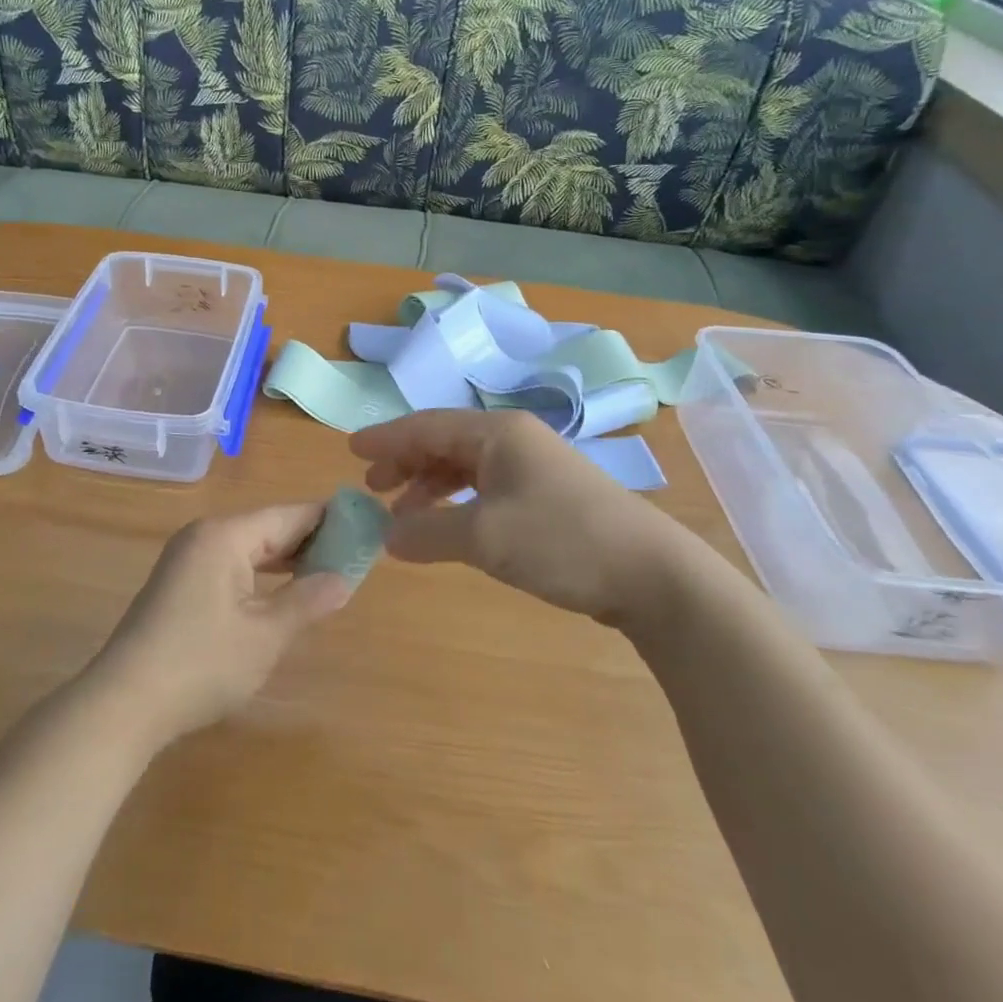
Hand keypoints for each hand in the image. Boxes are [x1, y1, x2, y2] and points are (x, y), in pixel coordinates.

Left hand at [87, 505, 353, 745]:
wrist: (124, 703)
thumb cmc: (202, 664)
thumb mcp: (265, 636)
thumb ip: (307, 601)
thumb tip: (343, 579)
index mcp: (225, 535)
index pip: (289, 514)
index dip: (329, 520)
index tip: (366, 526)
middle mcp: (204, 535)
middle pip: (268, 527)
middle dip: (310, 541)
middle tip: (354, 556)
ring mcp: (187, 558)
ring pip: (250, 547)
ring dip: (286, 559)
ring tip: (328, 572)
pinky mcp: (179, 583)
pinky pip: (231, 564)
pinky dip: (260, 574)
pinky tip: (282, 591)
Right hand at [351, 409, 709, 628]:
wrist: (652, 575)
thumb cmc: (561, 540)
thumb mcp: (483, 537)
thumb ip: (425, 531)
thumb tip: (386, 535)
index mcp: (497, 432)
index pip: (426, 425)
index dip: (386, 437)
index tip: (350, 450)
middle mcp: (513, 440)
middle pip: (444, 442)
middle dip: (405, 462)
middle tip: (372, 487)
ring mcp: (533, 468)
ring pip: (464, 467)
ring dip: (429, 486)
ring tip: (401, 514)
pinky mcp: (546, 497)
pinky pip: (484, 489)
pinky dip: (456, 504)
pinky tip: (445, 527)